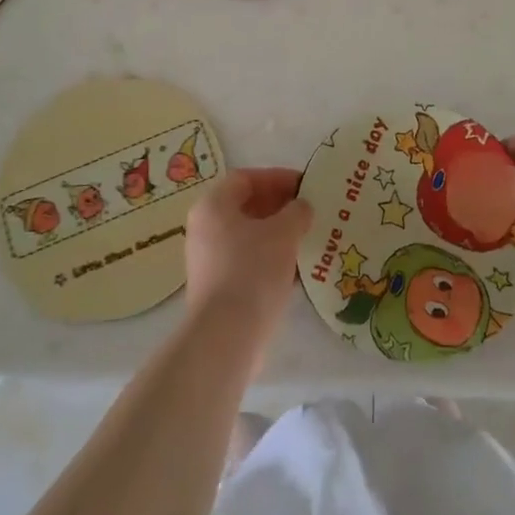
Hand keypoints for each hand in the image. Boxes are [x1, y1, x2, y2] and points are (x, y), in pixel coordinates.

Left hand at [184, 168, 311, 342]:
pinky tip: (297, 268)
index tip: (306, 186)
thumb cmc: (253, 270)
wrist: (227, 336)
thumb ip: (297, 211)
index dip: (277, 177)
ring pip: (249, 236)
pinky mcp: (218, 288)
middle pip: (246, 206)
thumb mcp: (284, 232)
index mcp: (213, 206)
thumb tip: (301, 207)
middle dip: (280, 206)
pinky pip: (248, 261)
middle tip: (310, 211)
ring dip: (278, 234)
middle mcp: (205, 229)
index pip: (246, 178)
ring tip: (308, 237)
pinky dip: (271, 259)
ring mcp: (209, 260)